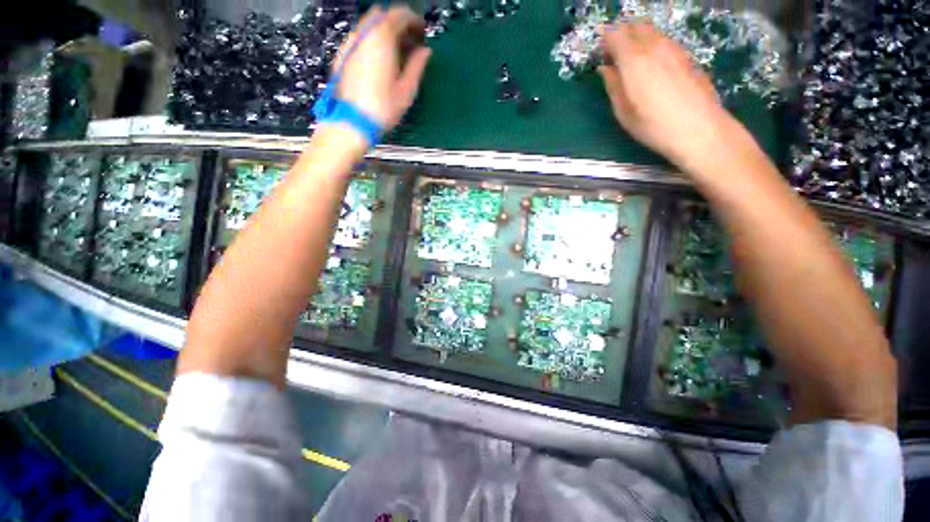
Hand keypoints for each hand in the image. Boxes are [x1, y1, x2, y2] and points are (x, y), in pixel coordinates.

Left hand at [333, 5, 431, 130]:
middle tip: (409, 41)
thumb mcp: (407, 90)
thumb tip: (425, 51)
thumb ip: (417, 66)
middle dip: (398, 23)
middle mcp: (364, 33)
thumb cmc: (383, 108)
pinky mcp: (342, 54)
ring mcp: (350, 42)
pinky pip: (359, 36)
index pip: (400, 14)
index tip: (422, 33)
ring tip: (395, 51)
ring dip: (383, 30)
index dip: (414, 21)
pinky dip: (371, 39)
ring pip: (369, 24)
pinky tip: (378, 58)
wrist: (352, 121)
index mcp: (383, 38)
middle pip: (382, 14)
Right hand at [598, 20, 738, 169]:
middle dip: (622, 35)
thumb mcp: (623, 112)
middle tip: (615, 56)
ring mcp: (674, 49)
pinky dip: (654, 46)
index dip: (606, 39)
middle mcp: (654, 47)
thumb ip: (613, 86)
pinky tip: (653, 67)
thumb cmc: (653, 126)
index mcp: (634, 61)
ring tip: (633, 62)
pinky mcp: (687, 57)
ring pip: (652, 31)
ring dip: (639, 40)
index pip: (616, 34)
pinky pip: (665, 42)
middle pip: (635, 26)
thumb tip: (605, 69)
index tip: (601, 54)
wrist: (699, 129)